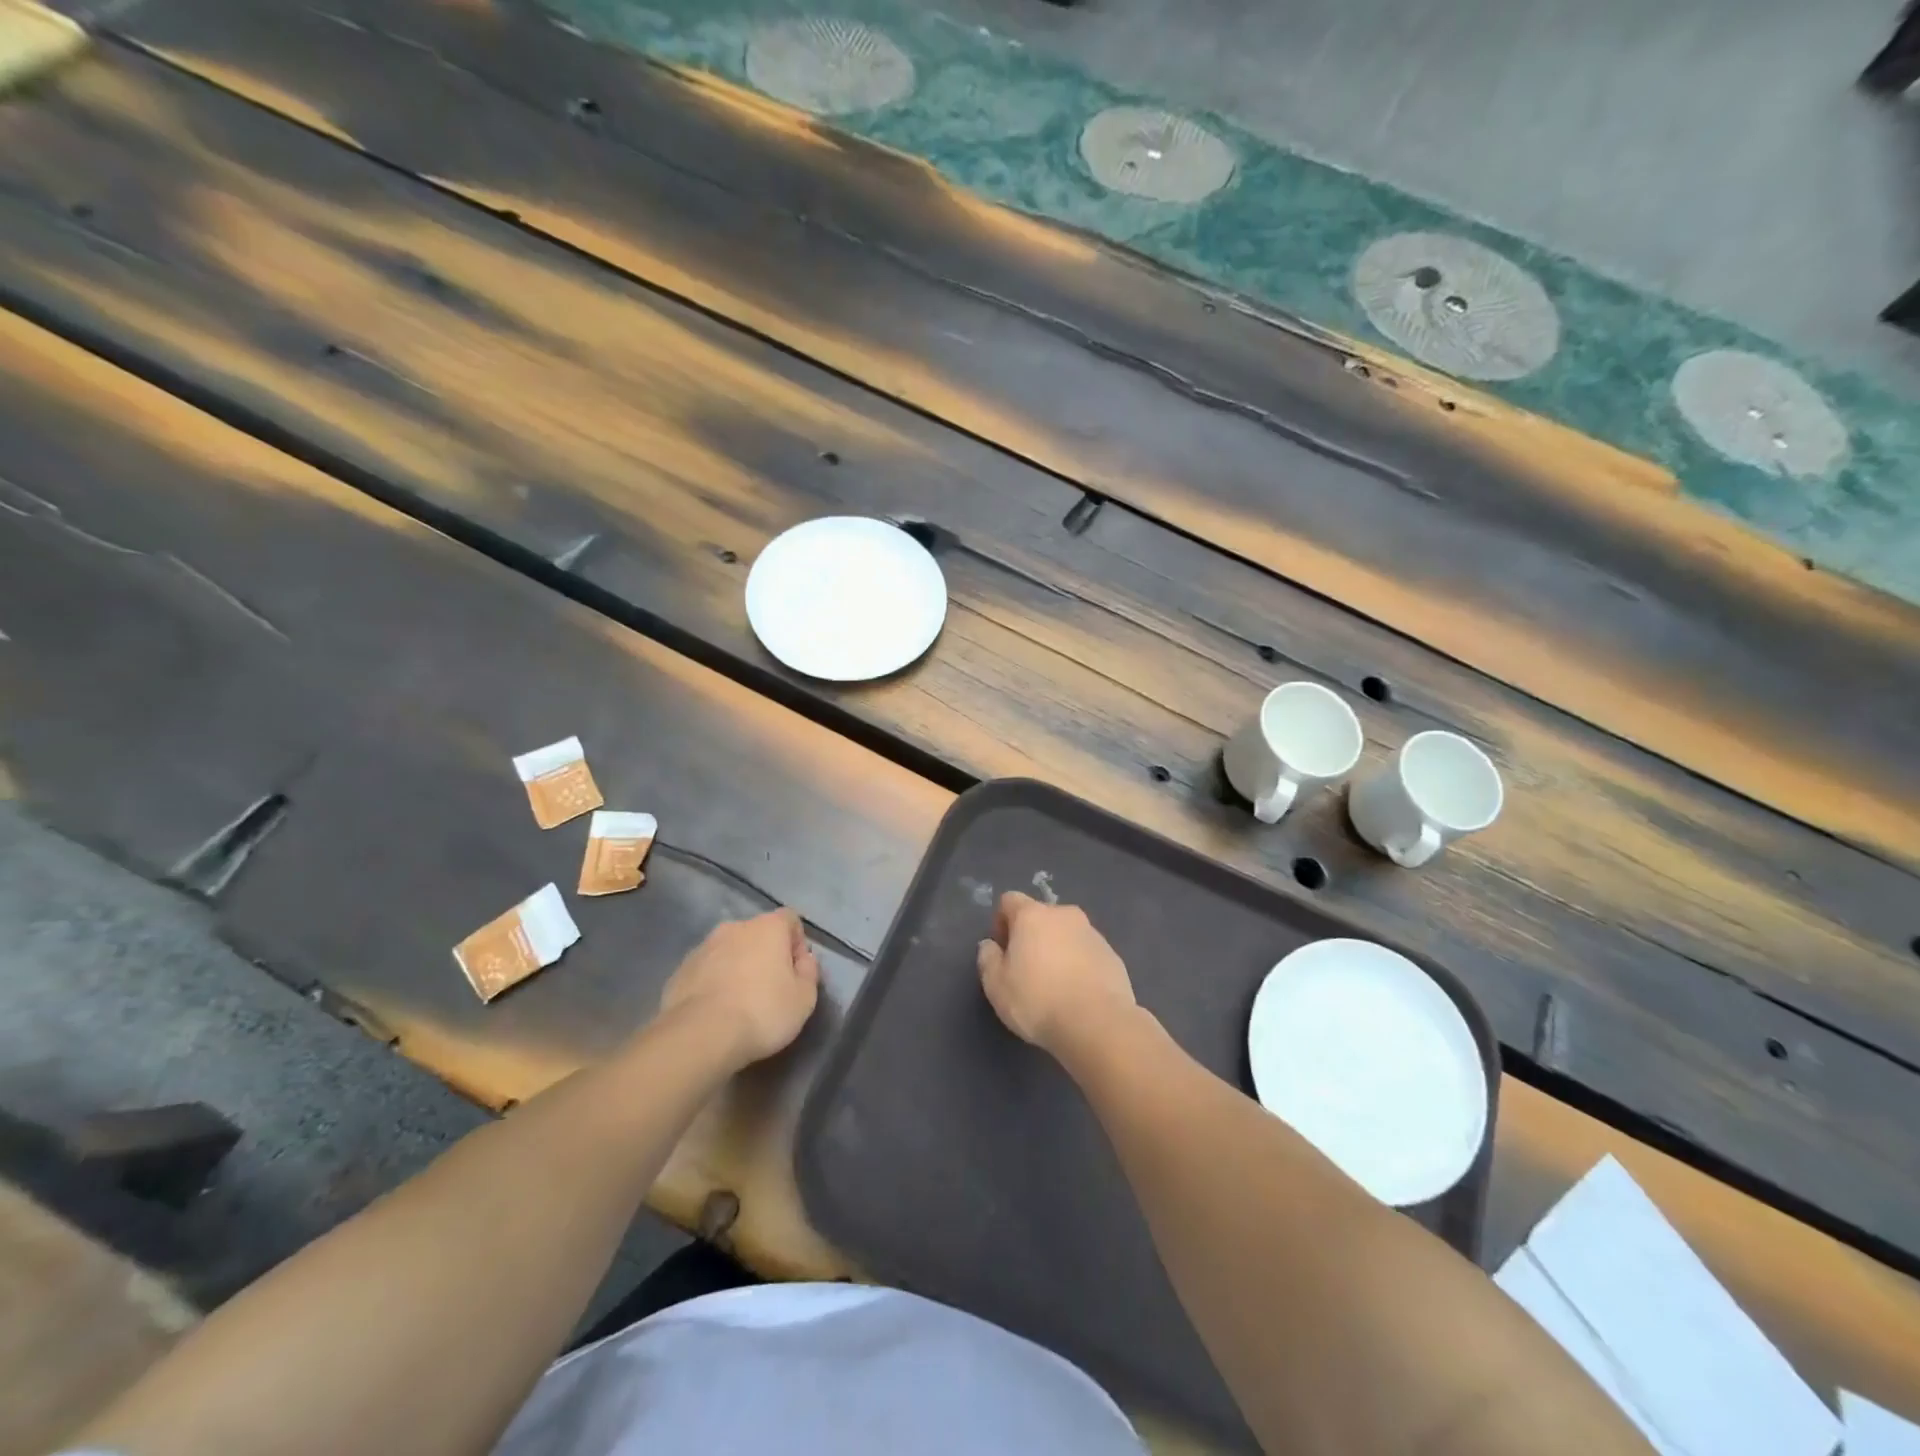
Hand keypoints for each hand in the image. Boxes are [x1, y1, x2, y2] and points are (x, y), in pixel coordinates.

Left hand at [659, 908, 819, 1066]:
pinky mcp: (680, 970)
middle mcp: (734, 927)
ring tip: (740, 1003)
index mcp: (768, 927)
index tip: (796, 972)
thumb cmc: (762, 1012)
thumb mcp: (804, 998)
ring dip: (737, 968)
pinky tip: (716, 1011)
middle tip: (770, 989)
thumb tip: (803, 960)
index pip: (790, 919)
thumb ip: (809, 972)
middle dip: (765, 955)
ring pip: (729, 951)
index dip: (797, 942)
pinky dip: (714, 983)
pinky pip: (706, 970)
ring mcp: (703, 947)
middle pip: (758, 934)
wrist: (699, 1036)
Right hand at [976, 892, 1136, 1059]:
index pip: (1010, 901)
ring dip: (1057, 950)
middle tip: (1026, 970)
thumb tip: (990, 945)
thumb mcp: (996, 985)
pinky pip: (1087, 953)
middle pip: (1041, 916)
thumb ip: (988, 959)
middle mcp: (1064, 915)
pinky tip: (1077, 994)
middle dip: (1031, 936)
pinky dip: (1079, 965)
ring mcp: (1092, 933)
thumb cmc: (1038, 1000)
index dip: (1001, 921)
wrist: (1098, 1024)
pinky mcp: (1112, 955)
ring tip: (1054, 985)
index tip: (1002, 951)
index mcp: (1033, 915)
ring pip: (1066, 934)